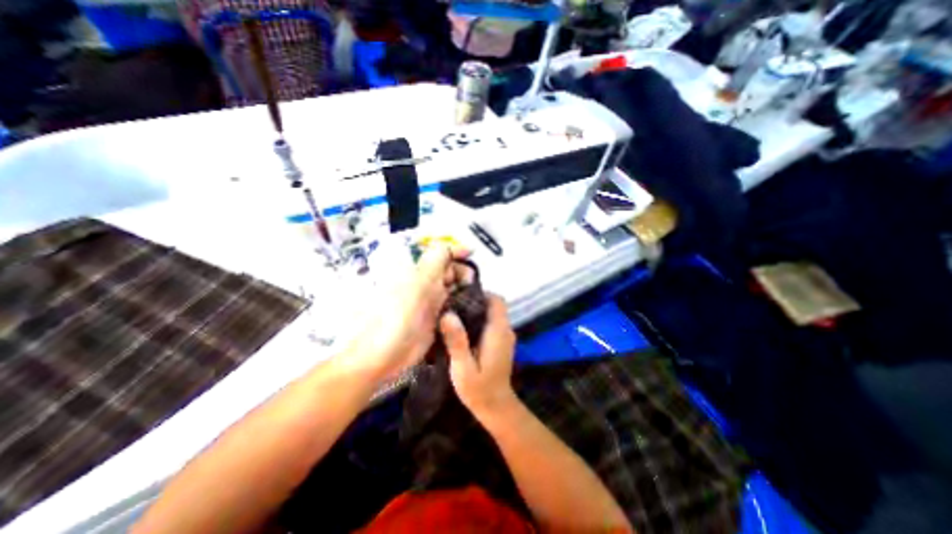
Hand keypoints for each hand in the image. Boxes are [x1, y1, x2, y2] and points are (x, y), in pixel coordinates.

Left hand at [348, 242, 468, 379]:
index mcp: (416, 271)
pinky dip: (461, 303)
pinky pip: (451, 305)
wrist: (382, 354)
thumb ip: (434, 261)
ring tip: (474, 294)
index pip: (438, 253)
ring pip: (451, 287)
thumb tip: (448, 244)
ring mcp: (429, 301)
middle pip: (448, 270)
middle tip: (472, 282)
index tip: (472, 253)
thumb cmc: (397, 314)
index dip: (455, 250)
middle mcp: (424, 283)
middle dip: (462, 271)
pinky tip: (470, 306)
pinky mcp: (434, 318)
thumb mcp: (418, 282)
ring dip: (464, 287)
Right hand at [440, 295, 517, 417]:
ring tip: (454, 317)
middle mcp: (505, 330)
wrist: (496, 408)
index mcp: (498, 331)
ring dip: (475, 311)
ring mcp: (504, 337)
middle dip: (474, 301)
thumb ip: (457, 341)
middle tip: (452, 307)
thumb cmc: (479, 389)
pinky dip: (478, 321)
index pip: (497, 300)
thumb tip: (447, 314)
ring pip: (492, 314)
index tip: (461, 297)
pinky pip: (491, 324)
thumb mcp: (463, 367)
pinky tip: (462, 331)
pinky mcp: (500, 343)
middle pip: (493, 305)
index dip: (481, 294)